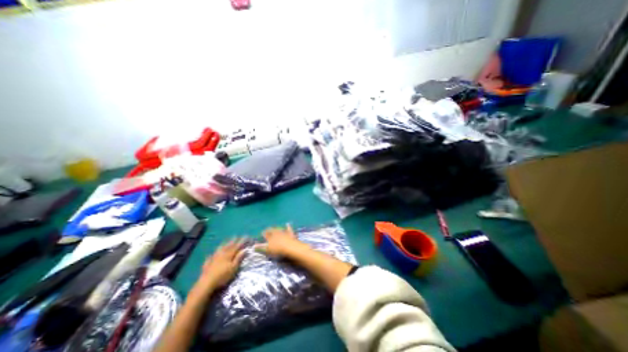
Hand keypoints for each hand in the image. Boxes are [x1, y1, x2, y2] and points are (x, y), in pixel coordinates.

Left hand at [195, 239, 244, 291]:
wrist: (206, 283)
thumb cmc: (223, 276)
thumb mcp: (233, 268)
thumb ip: (238, 258)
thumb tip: (244, 250)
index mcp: (229, 255)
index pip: (237, 246)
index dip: (241, 241)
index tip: (246, 236)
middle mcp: (221, 254)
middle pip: (228, 246)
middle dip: (233, 241)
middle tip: (237, 236)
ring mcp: (213, 258)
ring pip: (219, 249)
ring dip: (223, 244)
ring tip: (226, 241)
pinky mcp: (207, 264)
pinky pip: (210, 256)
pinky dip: (212, 254)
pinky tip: (211, 254)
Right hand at [253, 226, 306, 257]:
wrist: (290, 247)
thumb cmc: (278, 250)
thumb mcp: (268, 249)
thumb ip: (260, 247)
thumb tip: (253, 245)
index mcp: (271, 237)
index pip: (266, 234)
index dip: (264, 233)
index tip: (262, 233)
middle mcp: (277, 233)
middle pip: (272, 230)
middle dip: (269, 230)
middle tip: (267, 230)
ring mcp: (284, 232)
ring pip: (279, 229)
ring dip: (277, 228)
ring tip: (275, 228)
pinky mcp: (290, 234)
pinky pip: (289, 229)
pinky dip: (288, 226)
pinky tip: (287, 223)